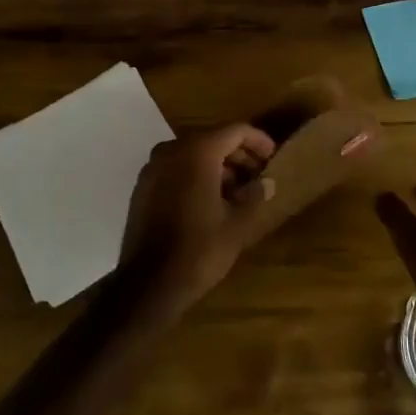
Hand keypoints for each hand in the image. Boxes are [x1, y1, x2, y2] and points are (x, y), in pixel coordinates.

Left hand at [118, 123, 276, 311]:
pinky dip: (196, 175)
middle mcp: (171, 150)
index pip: (235, 131)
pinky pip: (175, 169)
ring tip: (239, 191)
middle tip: (259, 175)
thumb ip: (255, 195)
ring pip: (192, 154)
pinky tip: (211, 200)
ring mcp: (152, 168)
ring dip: (218, 166)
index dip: (258, 141)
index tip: (273, 158)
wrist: (149, 283)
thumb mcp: (237, 224)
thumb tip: (267, 182)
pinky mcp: (142, 187)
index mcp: (197, 152)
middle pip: (212, 139)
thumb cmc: (199, 250)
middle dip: (238, 155)